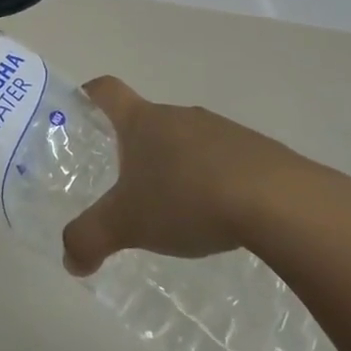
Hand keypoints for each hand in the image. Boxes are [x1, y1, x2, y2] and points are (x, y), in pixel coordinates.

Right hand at [61, 76, 314, 277]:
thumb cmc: (187, 199)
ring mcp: (223, 130)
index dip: (90, 94)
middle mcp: (180, 116)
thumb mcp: (127, 225)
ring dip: (178, 165)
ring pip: (188, 141)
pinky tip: (221, 216)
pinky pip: (225, 160)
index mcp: (142, 122)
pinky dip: (215, 180)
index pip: (107, 90)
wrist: (280, 203)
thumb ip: (90, 239)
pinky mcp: (259, 152)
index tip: (81, 107)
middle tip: (127, 183)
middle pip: (148, 120)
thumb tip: (70, 260)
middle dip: (136, 147)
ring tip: (177, 208)